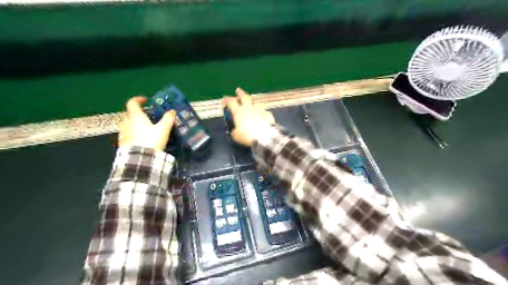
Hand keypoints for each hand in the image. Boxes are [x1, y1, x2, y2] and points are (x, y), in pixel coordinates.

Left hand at [119, 95, 175, 151]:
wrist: (139, 159)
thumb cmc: (151, 140)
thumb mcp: (163, 129)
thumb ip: (168, 119)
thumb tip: (172, 111)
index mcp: (135, 117)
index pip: (132, 103)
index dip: (138, 99)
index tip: (146, 100)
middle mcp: (126, 122)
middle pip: (130, 114)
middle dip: (139, 114)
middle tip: (149, 118)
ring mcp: (122, 133)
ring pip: (128, 125)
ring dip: (136, 125)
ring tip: (146, 130)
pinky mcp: (122, 143)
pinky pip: (128, 134)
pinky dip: (134, 134)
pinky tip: (142, 140)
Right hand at [224, 87, 276, 146]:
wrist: (264, 137)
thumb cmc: (247, 136)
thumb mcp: (236, 136)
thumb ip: (235, 131)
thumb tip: (235, 131)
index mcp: (238, 112)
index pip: (231, 102)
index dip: (227, 100)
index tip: (224, 99)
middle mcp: (248, 108)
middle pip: (244, 97)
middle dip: (240, 93)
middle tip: (238, 90)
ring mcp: (259, 109)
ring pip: (254, 103)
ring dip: (251, 103)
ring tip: (250, 104)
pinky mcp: (268, 114)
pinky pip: (263, 111)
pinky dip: (261, 112)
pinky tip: (261, 115)